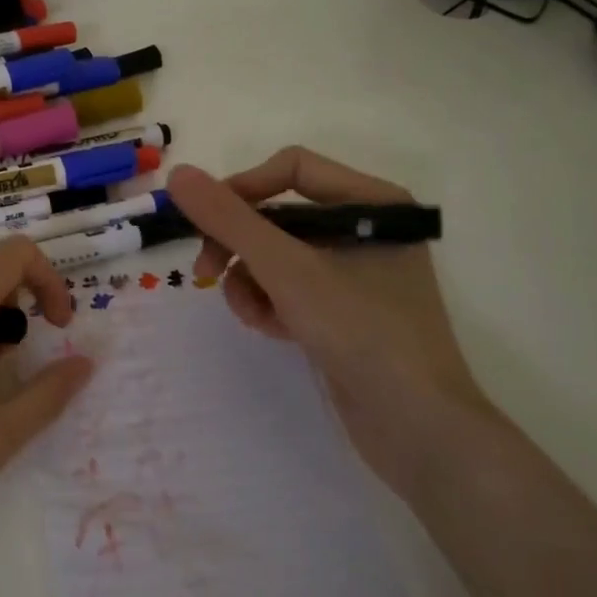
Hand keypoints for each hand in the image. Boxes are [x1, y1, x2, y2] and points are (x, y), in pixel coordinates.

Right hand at [166, 150, 500, 496]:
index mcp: (370, 201)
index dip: (242, 187)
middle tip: (205, 272)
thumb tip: (178, 175)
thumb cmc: (361, 331)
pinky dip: (272, 304)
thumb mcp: (287, 270)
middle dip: (239, 245)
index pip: (291, 168)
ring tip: (251, 315)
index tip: (203, 221)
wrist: (418, 428)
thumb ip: (229, 220)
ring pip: (278, 256)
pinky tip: (271, 330)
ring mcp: (355, 273)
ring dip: (251, 282)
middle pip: (279, 215)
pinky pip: (291, 289)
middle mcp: (364, 228)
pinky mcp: (344, 310)